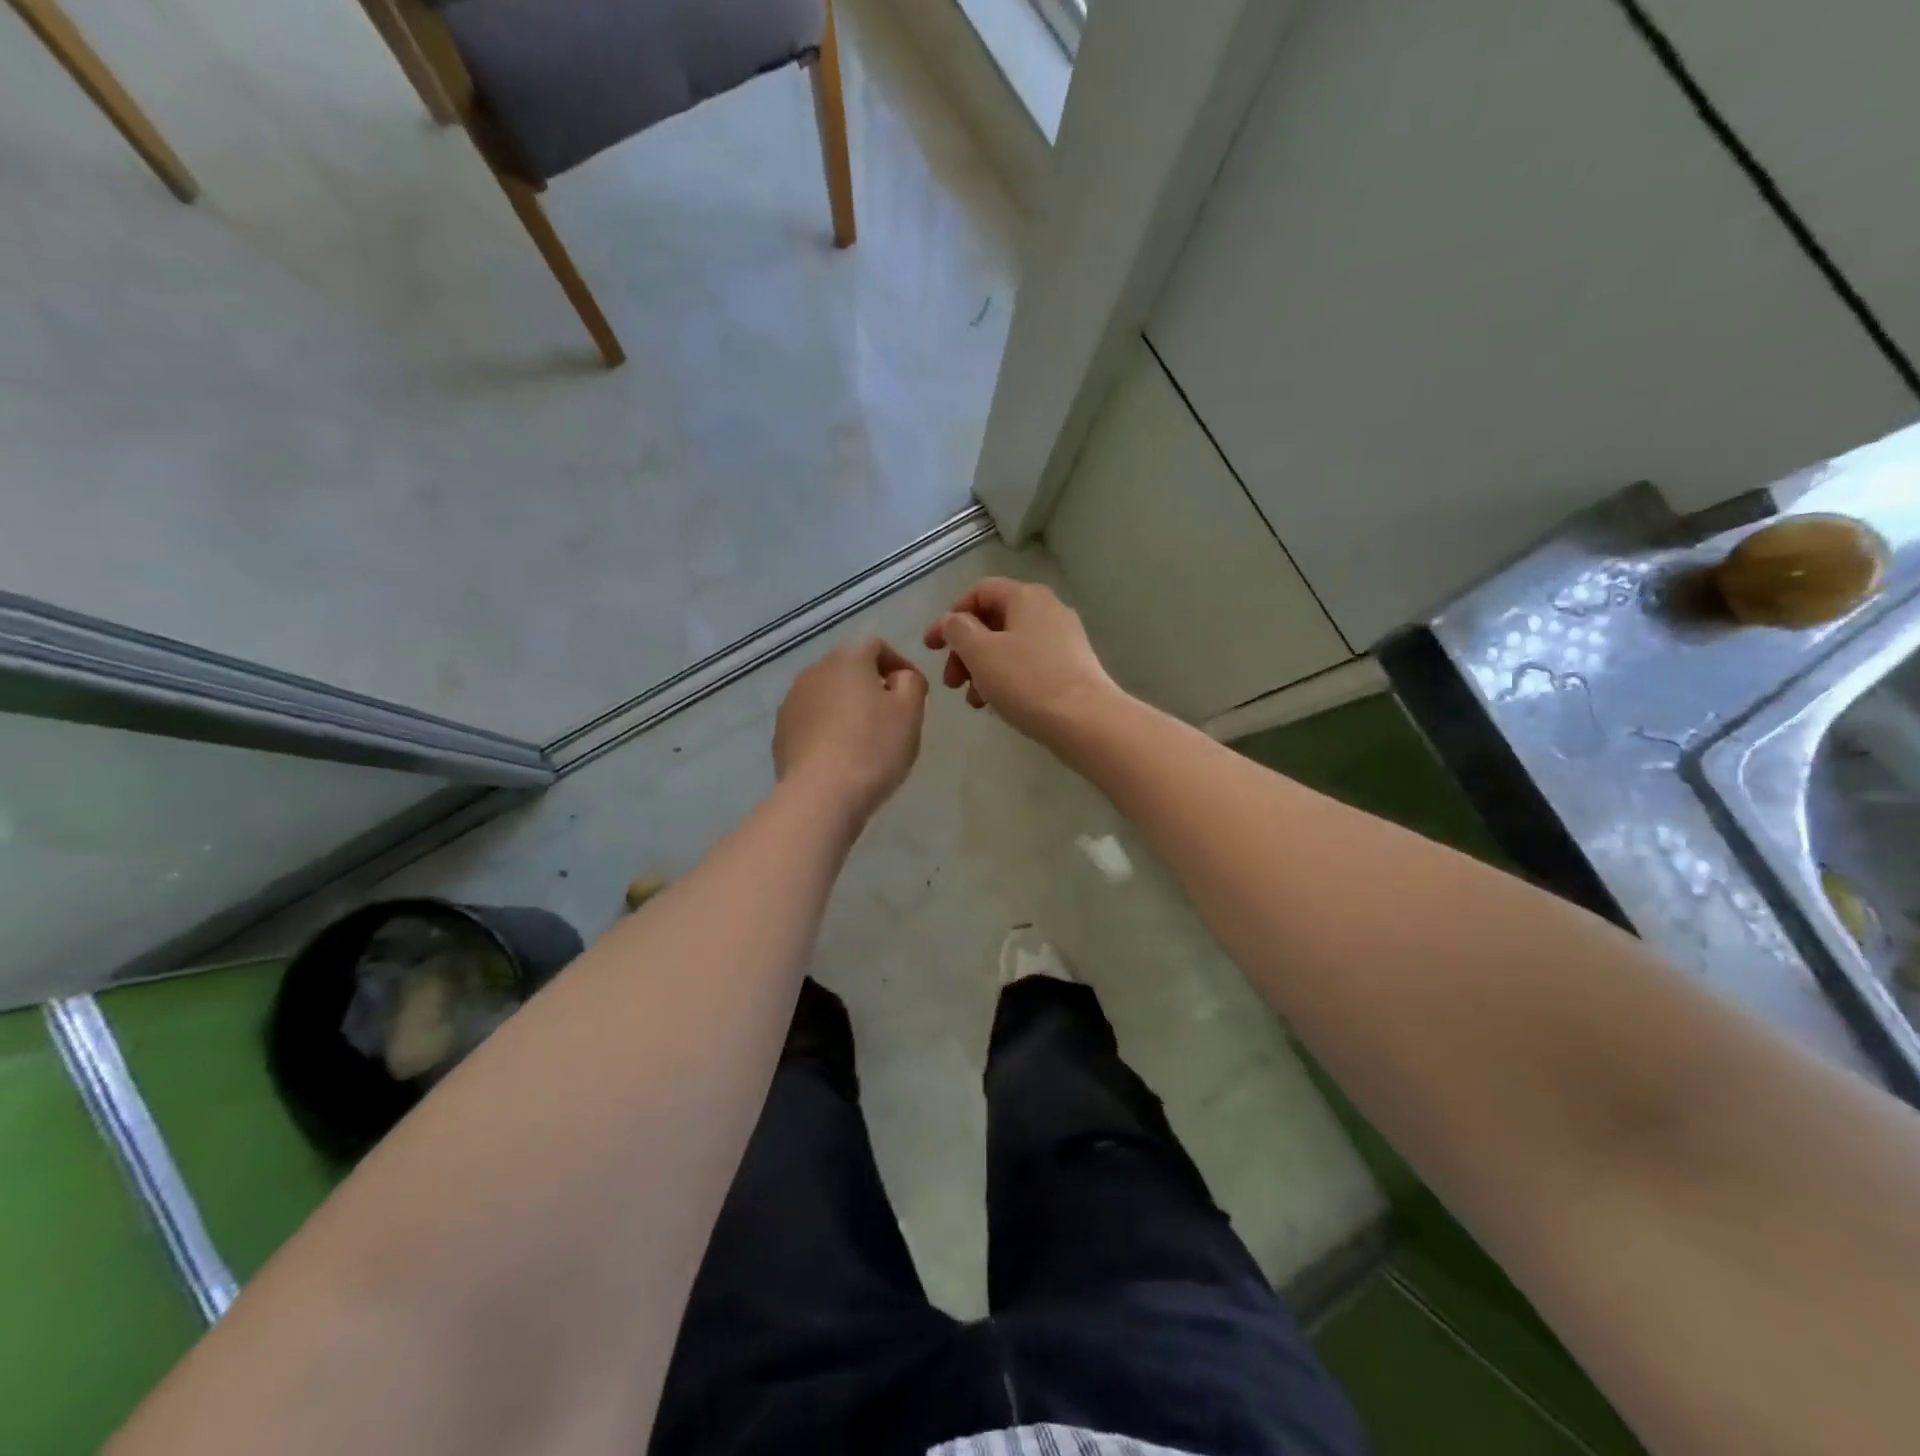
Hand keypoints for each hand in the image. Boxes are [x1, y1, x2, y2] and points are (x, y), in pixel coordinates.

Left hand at [773, 640, 928, 821]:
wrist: (821, 794)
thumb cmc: (874, 747)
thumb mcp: (910, 711)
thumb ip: (911, 682)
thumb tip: (899, 677)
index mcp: (848, 659)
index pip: (877, 647)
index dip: (899, 664)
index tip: (913, 691)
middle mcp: (814, 671)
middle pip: (849, 669)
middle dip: (870, 685)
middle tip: (891, 715)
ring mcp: (792, 701)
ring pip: (827, 695)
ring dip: (846, 707)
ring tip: (864, 737)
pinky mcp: (780, 732)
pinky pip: (811, 720)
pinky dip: (827, 729)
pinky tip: (840, 755)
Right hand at [923, 578, 1121, 745]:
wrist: (1086, 721)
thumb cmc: (1027, 681)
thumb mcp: (980, 652)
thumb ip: (958, 629)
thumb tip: (954, 621)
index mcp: (1026, 597)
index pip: (979, 592)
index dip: (950, 617)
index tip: (931, 648)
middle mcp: (1048, 609)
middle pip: (993, 621)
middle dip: (965, 650)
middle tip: (951, 682)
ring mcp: (1064, 638)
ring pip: (1009, 646)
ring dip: (982, 669)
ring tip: (974, 701)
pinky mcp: (1071, 666)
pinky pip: (1028, 663)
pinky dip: (1006, 678)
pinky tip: (998, 704)